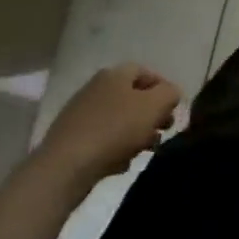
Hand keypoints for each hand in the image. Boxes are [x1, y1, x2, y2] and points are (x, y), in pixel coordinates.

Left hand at [34, 64, 181, 196]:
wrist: (65, 166)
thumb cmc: (115, 129)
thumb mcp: (154, 106)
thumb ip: (170, 93)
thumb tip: (171, 93)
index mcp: (114, 74)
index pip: (146, 72)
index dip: (163, 88)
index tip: (173, 109)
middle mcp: (96, 88)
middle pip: (133, 97)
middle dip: (151, 115)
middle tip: (163, 132)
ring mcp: (81, 113)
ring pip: (119, 120)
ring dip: (136, 134)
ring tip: (144, 151)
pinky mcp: (72, 139)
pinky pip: (103, 139)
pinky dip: (115, 149)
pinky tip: (120, 163)